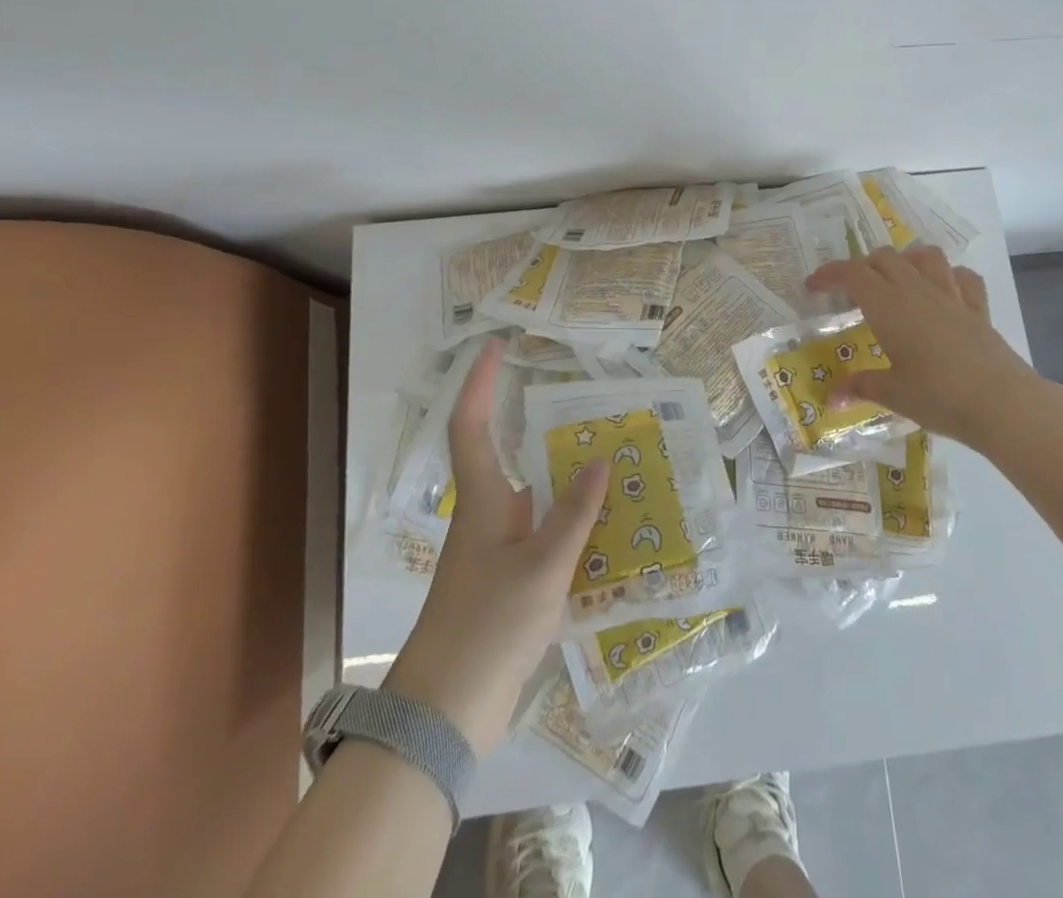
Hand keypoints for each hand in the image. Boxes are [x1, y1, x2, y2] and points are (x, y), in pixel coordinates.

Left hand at [384, 339, 607, 752]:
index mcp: (483, 501)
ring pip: (536, 502)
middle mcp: (487, 518)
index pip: (471, 427)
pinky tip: (610, 536)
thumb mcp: (541, 567)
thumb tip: (600, 461)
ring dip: (569, 484)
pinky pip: (545, 540)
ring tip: (617, 468)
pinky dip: (574, 529)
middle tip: (592, 411)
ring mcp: (497, 554)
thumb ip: (573, 515)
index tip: (494, 347)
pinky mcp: (508, 587)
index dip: (478, 384)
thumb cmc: (487, 625)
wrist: (445, 715)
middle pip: (512, 458)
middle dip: (546, 430)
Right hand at [804, 247, 1062, 457]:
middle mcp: (917, 290)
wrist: (1001, 403)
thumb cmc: (938, 396)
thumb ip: (860, 387)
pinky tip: (942, 291)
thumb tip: (832, 398)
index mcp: (888, 306)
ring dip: (905, 260)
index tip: (813, 285)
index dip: (829, 273)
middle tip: (850, 292)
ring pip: (924, 256)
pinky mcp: (977, 308)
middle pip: (884, 258)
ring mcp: (951, 295)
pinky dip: (948, 276)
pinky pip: (963, 277)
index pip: (852, 274)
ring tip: (895, 280)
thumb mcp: (892, 394)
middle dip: (862, 267)